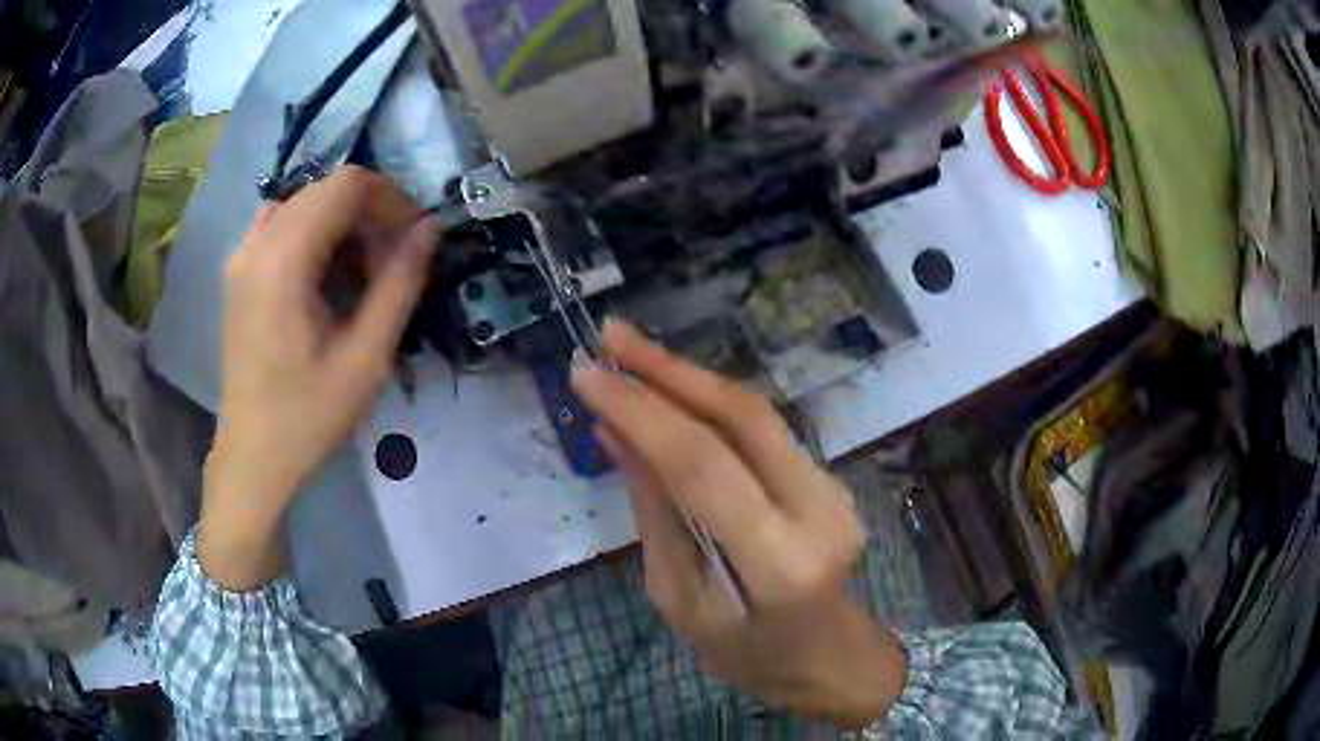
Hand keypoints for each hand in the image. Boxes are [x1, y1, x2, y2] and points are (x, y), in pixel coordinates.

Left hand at [200, 167, 439, 588]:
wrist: (254, 456)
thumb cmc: (309, 415)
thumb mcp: (367, 356)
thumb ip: (400, 284)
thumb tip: (429, 227)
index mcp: (284, 260)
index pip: (346, 186)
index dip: (390, 199)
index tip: (413, 238)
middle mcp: (258, 243)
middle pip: (325, 190)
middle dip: (368, 213)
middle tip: (391, 262)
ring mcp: (242, 256)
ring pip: (304, 203)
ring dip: (341, 222)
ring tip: (360, 270)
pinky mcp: (238, 272)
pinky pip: (281, 224)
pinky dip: (313, 233)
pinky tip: (324, 274)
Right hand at [571, 320, 906, 726]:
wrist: (827, 658)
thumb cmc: (746, 654)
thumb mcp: (680, 599)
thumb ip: (655, 512)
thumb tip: (615, 433)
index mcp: (778, 563)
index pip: (702, 466)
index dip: (641, 410)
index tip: (585, 374)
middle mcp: (818, 512)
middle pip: (740, 419)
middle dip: (667, 369)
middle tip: (608, 337)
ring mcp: (833, 489)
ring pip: (755, 412)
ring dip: (688, 376)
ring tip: (628, 348)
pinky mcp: (830, 478)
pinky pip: (763, 429)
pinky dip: (710, 403)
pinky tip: (669, 387)